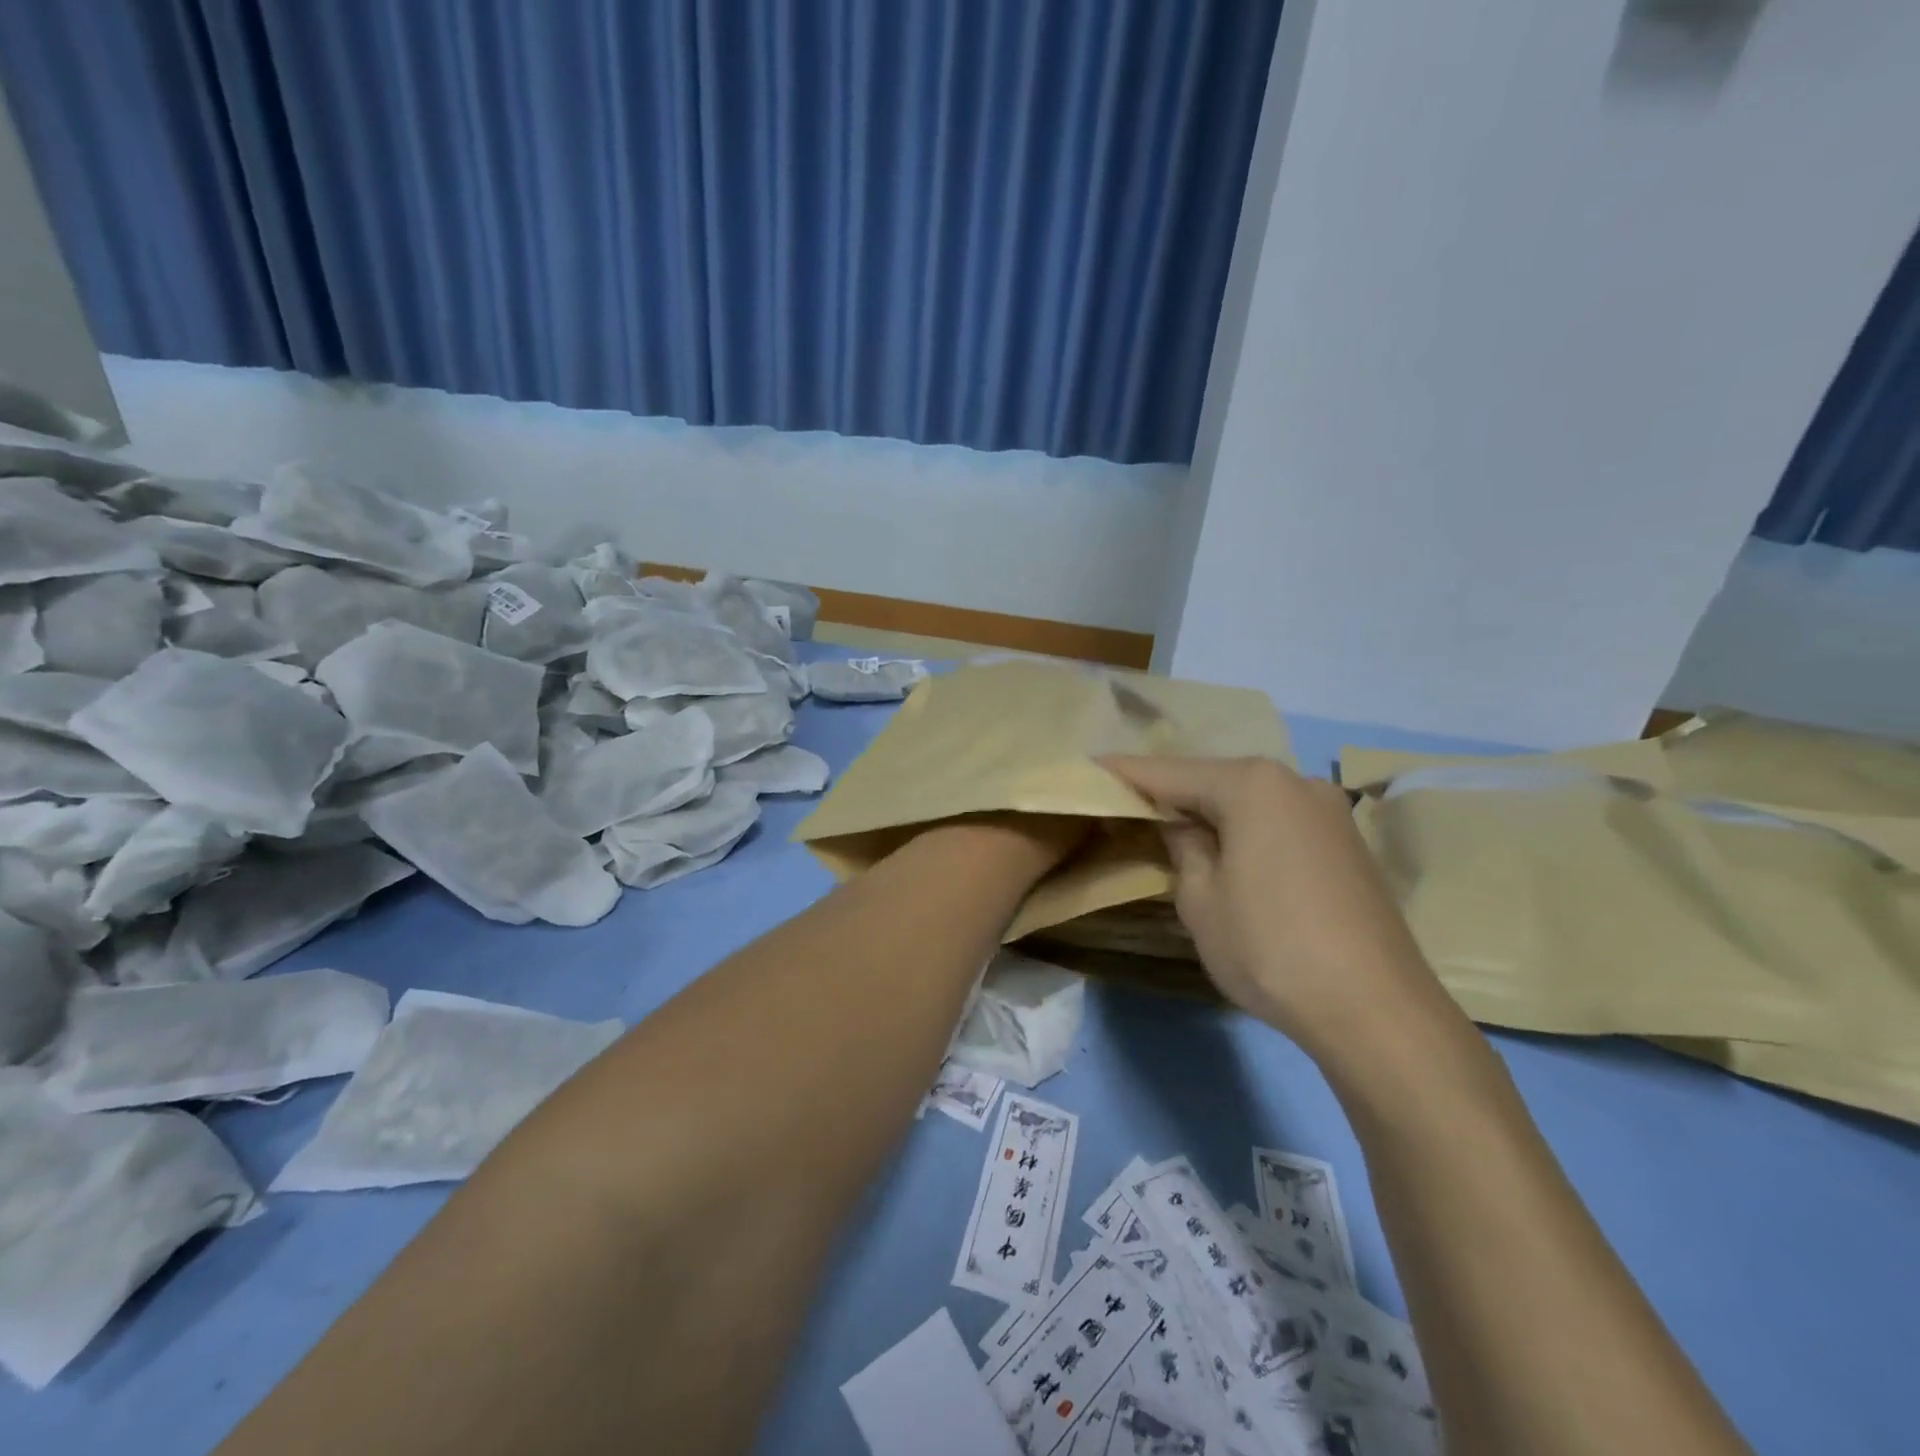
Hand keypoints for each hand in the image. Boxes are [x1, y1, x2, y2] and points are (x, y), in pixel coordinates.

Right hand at [1100, 756, 1469, 1071]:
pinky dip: (1246, 828)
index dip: (1124, 774)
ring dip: (1211, 811)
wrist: (1377, 1011)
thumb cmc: (1270, 948)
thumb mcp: (1200, 899)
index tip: (1088, 768)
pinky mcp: (1347, 842)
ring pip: (1250, 800)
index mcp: (1252, 785)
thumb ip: (1181, 846)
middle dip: (1170, 791)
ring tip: (1172, 826)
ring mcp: (1329, 810)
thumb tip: (1182, 825)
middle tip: (1127, 803)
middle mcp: (1295, 781)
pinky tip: (1230, 849)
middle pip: (1214, 779)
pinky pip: (1279, 820)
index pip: (1169, 772)